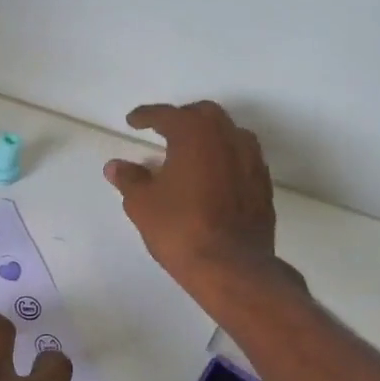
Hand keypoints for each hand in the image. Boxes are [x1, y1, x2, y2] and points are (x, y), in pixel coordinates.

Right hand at [104, 101, 300, 298]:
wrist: (231, 266)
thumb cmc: (180, 228)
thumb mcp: (142, 203)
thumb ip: (129, 178)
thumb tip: (116, 166)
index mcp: (194, 134)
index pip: (167, 115)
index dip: (146, 116)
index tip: (133, 121)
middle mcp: (227, 137)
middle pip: (204, 114)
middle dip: (182, 118)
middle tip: (163, 131)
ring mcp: (251, 160)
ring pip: (229, 133)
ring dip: (208, 136)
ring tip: (190, 152)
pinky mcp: (263, 184)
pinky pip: (242, 157)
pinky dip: (224, 158)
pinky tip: (212, 176)